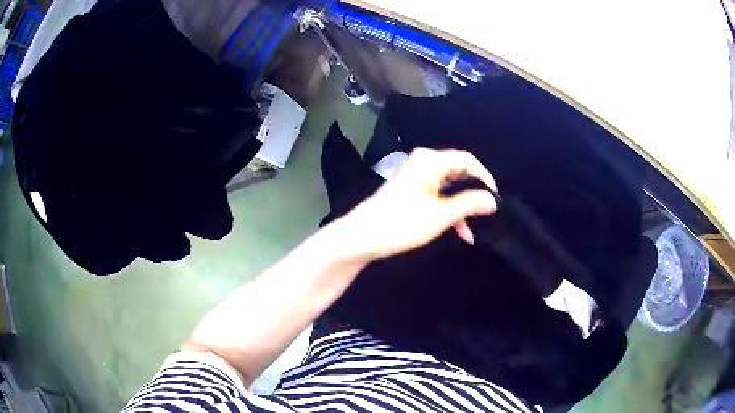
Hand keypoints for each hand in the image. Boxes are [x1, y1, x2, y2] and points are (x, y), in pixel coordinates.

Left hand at [337, 148, 497, 259]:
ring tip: (472, 231)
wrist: (361, 237)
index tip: (495, 199)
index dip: (485, 177)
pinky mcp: (411, 191)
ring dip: (461, 208)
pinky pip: (437, 196)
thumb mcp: (441, 215)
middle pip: (459, 173)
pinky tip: (459, 232)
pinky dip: (448, 211)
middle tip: (487, 214)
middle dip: (473, 195)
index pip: (467, 159)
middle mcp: (424, 163)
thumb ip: (469, 204)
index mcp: (431, 161)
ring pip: (449, 188)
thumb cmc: (401, 223)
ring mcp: (416, 177)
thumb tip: (493, 200)